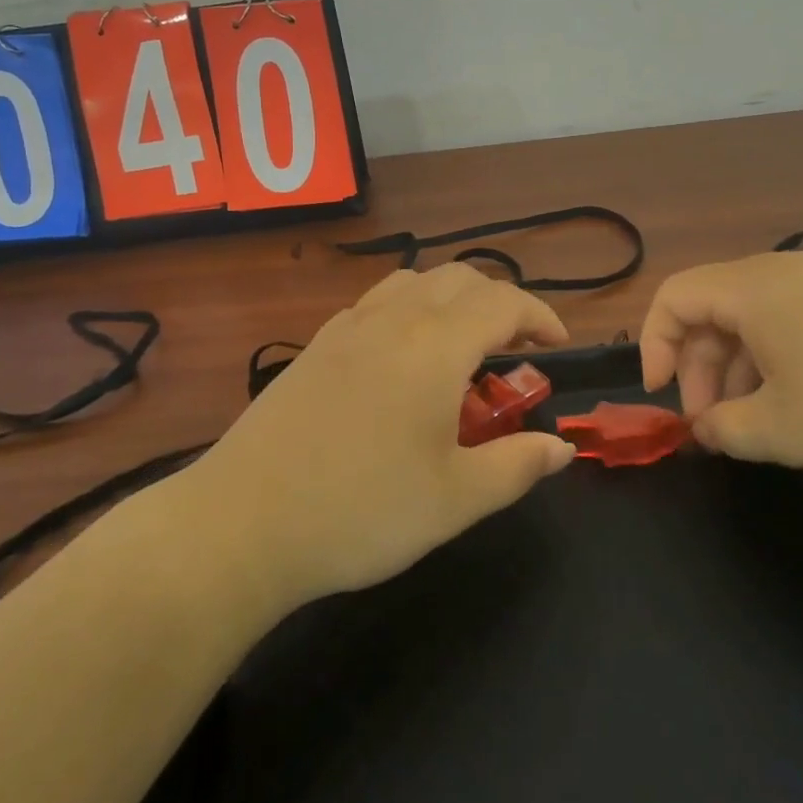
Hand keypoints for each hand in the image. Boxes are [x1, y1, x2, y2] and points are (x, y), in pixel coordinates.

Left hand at [195, 264, 576, 607]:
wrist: (242, 524)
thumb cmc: (361, 511)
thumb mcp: (456, 500)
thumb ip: (518, 466)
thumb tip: (561, 449)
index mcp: (435, 346)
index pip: (503, 302)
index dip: (540, 316)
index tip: (557, 347)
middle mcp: (392, 320)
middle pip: (459, 278)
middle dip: (499, 303)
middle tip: (514, 350)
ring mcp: (346, 328)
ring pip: (413, 282)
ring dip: (451, 300)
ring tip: (461, 349)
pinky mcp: (314, 347)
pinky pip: (376, 304)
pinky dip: (409, 312)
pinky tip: (402, 363)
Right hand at [640, 251, 802, 490]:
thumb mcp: (783, 432)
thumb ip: (725, 429)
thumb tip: (706, 428)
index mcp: (755, 289)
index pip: (674, 297)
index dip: (653, 345)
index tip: (663, 398)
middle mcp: (788, 271)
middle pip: (714, 308)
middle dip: (700, 367)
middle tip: (715, 426)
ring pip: (758, 316)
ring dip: (740, 367)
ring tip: (761, 423)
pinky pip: (799, 320)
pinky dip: (781, 358)